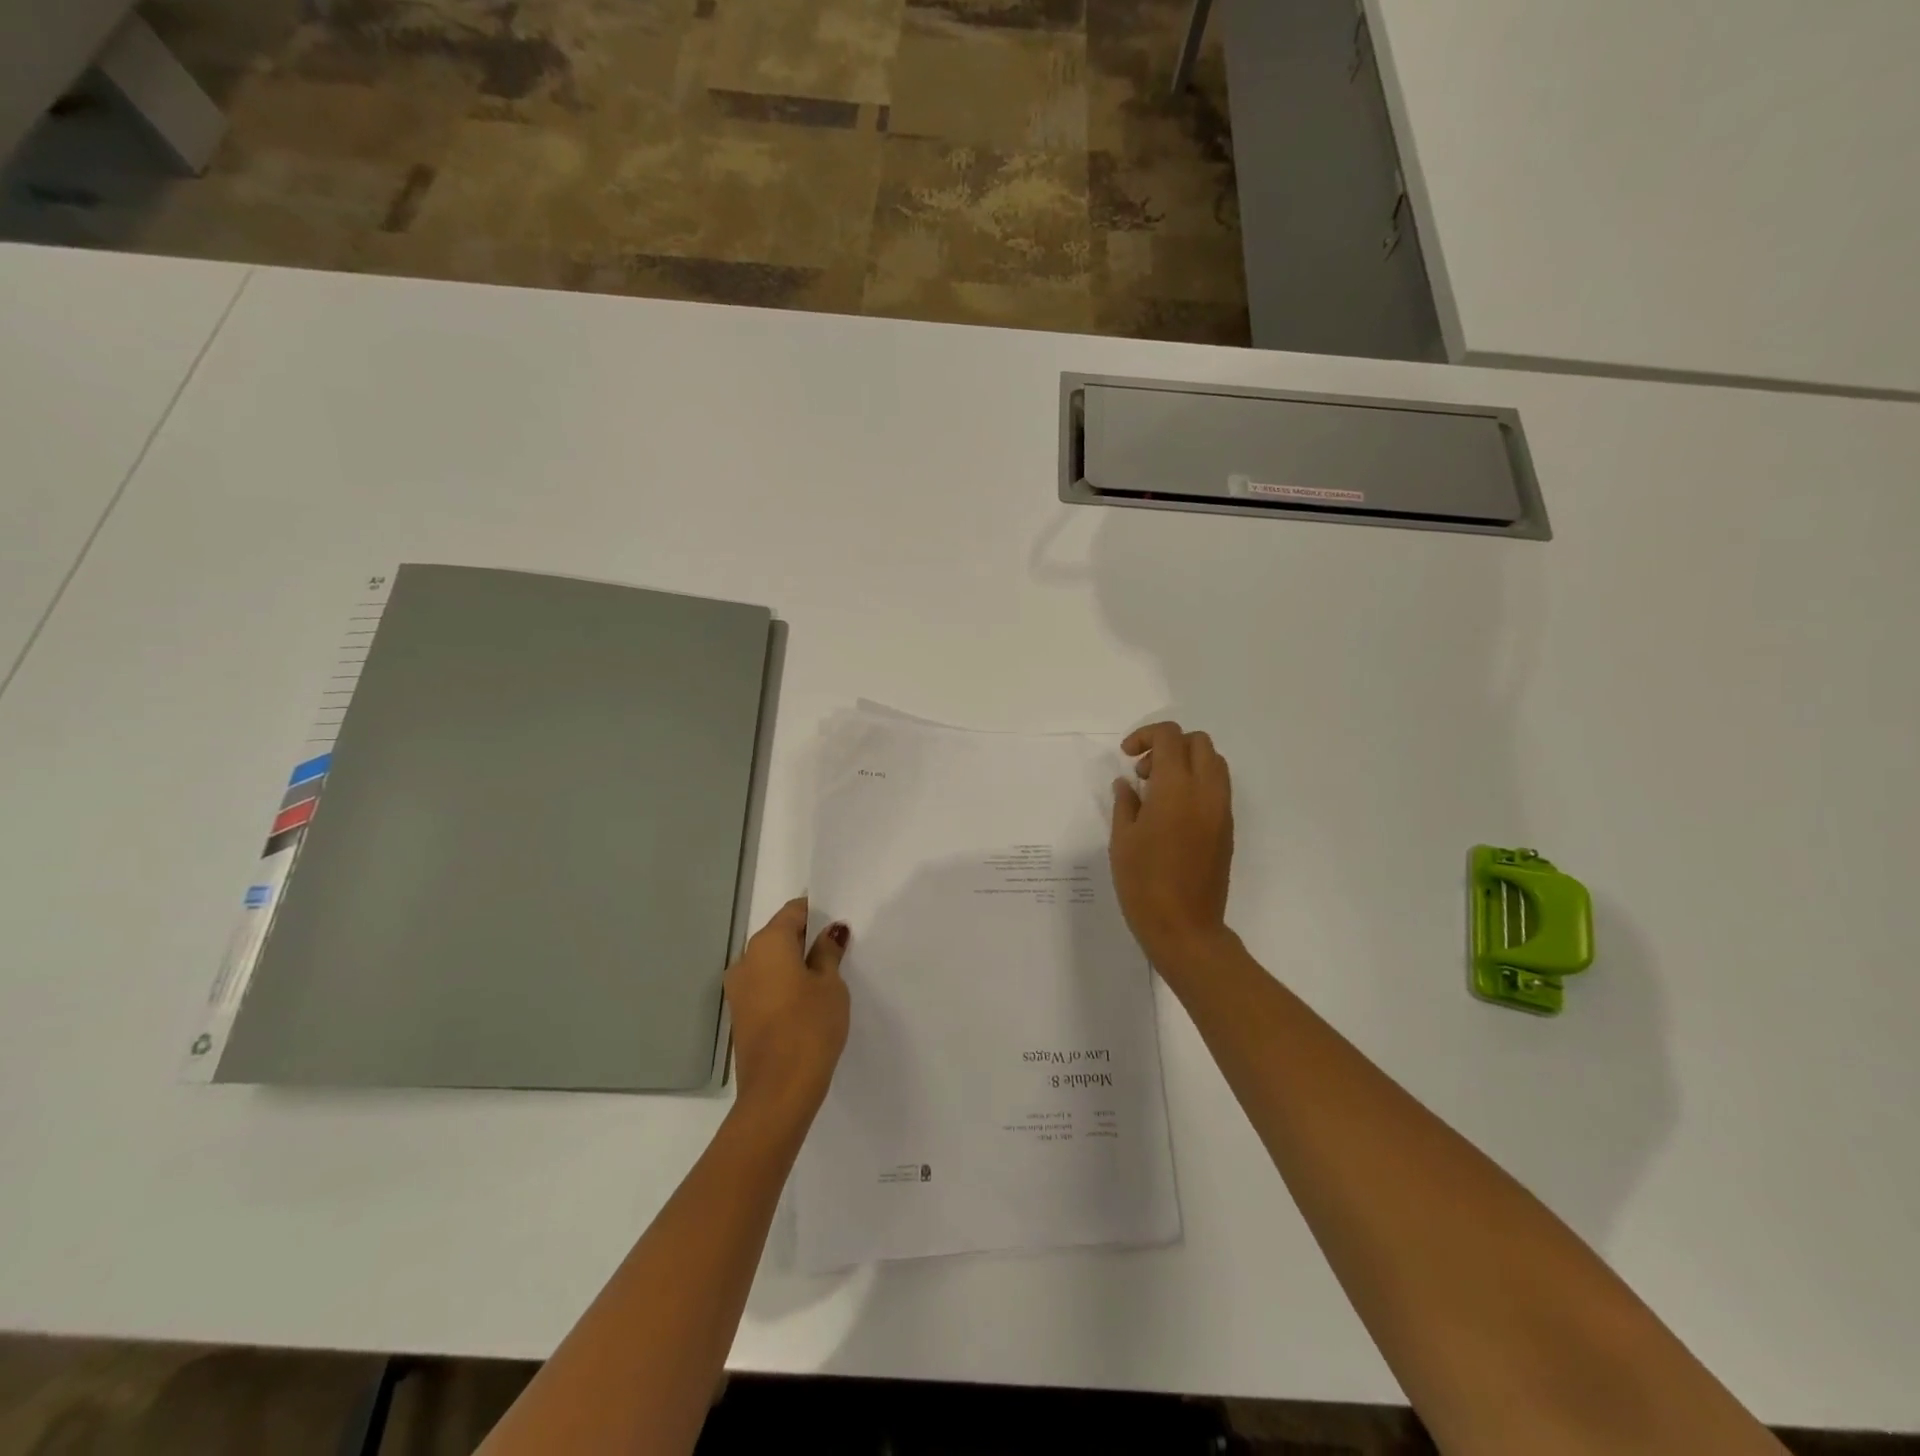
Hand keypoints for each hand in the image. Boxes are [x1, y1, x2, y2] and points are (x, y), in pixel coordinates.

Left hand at [724, 899, 850, 1138]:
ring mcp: (738, 989)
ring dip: (794, 965)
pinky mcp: (740, 1015)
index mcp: (767, 943)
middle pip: (779, 936)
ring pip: (770, 963)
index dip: (817, 914)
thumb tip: (830, 933)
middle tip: (837, 953)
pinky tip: (806, 1003)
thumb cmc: (810, 1027)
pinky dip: (783, 986)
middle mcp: (746, 959)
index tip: (838, 926)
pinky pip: (764, 986)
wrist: (778, 1092)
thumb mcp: (830, 985)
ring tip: (825, 981)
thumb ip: (828, 953)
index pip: (793, 912)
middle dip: (805, 940)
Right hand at [1111, 722, 1235, 973]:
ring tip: (1157, 790)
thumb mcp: (1122, 840)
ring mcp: (1221, 810)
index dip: (1145, 736)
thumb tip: (1128, 784)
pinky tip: (1172, 811)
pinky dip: (1197, 783)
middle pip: (1198, 742)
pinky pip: (1217, 788)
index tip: (1127, 757)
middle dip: (1169, 745)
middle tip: (1143, 770)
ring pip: (1213, 763)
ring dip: (1186, 762)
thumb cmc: (1144, 883)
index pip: (1170, 737)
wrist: (1185, 927)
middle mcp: (1205, 791)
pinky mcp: (1227, 829)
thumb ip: (1126, 803)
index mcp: (1176, 788)